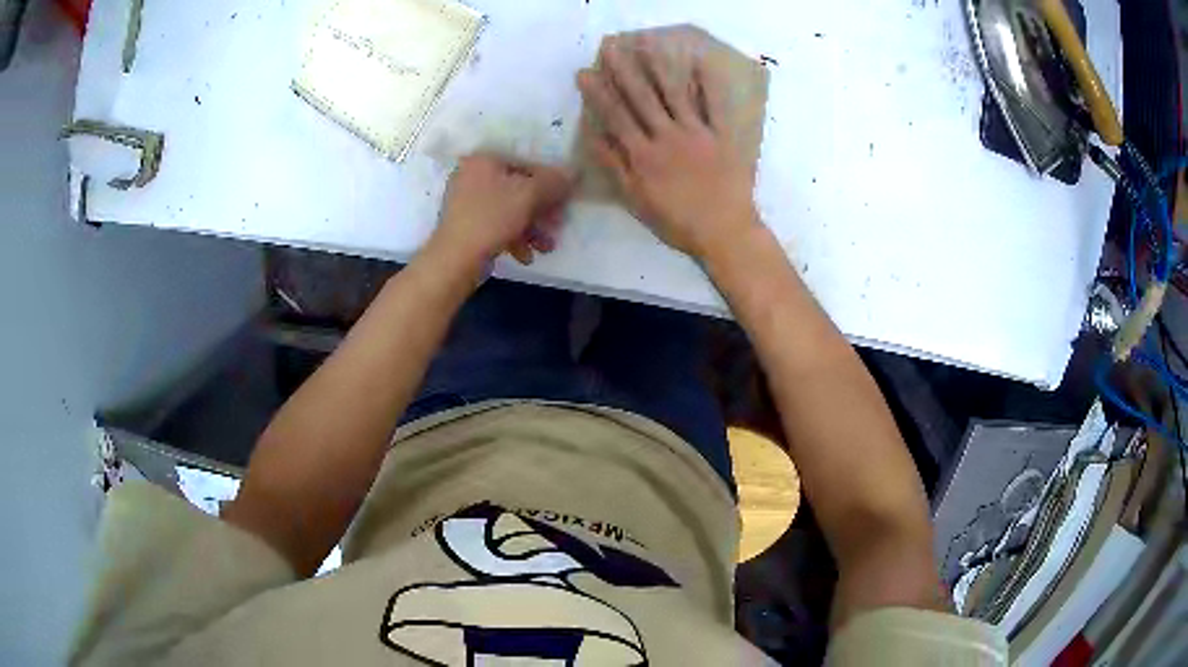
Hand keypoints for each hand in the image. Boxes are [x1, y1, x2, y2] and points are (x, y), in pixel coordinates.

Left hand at [426, 154, 574, 272]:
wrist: (453, 259)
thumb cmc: (491, 218)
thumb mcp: (529, 195)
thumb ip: (554, 182)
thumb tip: (574, 172)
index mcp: (484, 160)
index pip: (526, 163)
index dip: (550, 182)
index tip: (565, 200)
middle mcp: (472, 175)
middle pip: (518, 188)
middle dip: (541, 210)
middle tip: (558, 225)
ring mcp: (466, 202)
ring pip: (509, 209)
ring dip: (532, 228)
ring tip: (546, 247)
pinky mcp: (465, 225)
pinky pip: (496, 225)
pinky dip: (513, 237)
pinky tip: (525, 256)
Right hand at [577, 38, 760, 259]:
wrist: (724, 231)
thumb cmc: (677, 222)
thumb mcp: (636, 201)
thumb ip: (615, 168)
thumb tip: (593, 138)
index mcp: (643, 154)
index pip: (616, 117)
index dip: (599, 93)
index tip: (585, 72)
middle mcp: (667, 136)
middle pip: (642, 98)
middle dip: (624, 70)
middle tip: (612, 46)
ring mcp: (696, 133)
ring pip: (675, 94)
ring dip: (660, 67)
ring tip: (648, 44)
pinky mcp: (722, 135)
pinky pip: (714, 105)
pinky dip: (707, 83)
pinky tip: (699, 61)